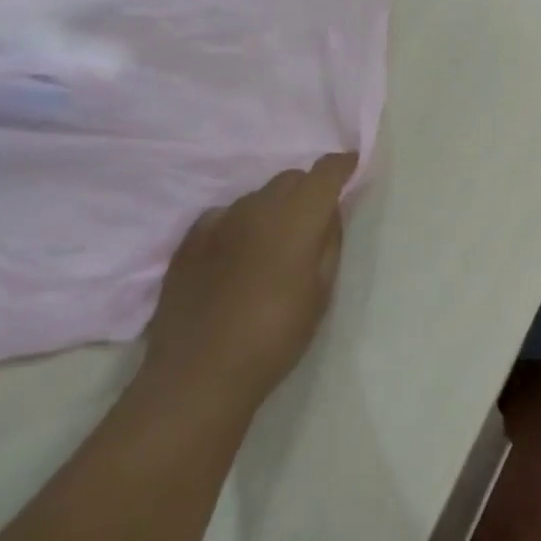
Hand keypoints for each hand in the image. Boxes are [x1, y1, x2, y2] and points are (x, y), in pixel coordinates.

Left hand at [141, 152, 357, 412]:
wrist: (198, 375)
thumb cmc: (275, 336)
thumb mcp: (321, 291)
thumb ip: (329, 242)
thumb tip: (330, 212)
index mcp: (297, 217)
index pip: (326, 171)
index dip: (342, 165)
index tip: (352, 168)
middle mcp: (258, 207)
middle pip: (291, 178)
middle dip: (308, 190)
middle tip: (313, 222)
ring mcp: (219, 221)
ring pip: (257, 196)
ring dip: (273, 208)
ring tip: (273, 245)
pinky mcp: (188, 241)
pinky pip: (224, 215)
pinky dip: (239, 224)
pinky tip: (237, 254)